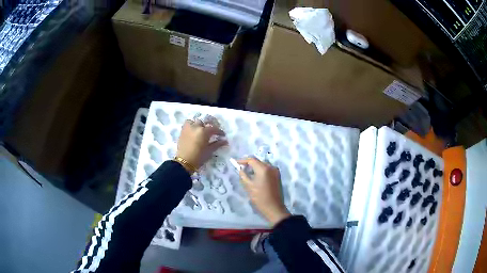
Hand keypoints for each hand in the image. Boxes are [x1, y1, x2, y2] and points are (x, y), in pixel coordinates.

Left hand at [176, 119, 226, 170]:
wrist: (184, 162)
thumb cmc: (199, 157)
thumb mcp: (210, 151)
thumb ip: (217, 144)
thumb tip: (225, 141)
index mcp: (204, 131)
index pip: (214, 128)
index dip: (219, 132)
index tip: (222, 135)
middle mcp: (196, 127)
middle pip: (204, 122)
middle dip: (209, 126)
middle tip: (212, 132)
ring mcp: (188, 128)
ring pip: (194, 121)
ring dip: (199, 125)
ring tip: (201, 130)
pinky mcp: (182, 131)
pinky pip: (187, 124)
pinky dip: (191, 126)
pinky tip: (193, 131)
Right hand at [237, 158, 290, 226]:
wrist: (274, 207)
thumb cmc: (260, 197)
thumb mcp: (248, 186)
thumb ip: (243, 175)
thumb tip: (240, 169)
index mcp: (264, 169)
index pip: (252, 160)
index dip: (243, 160)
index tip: (235, 163)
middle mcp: (271, 167)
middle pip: (258, 161)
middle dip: (249, 163)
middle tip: (240, 168)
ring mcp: (276, 171)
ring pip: (263, 165)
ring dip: (255, 167)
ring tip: (247, 172)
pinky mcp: (277, 176)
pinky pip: (267, 170)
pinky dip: (260, 171)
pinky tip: (255, 176)